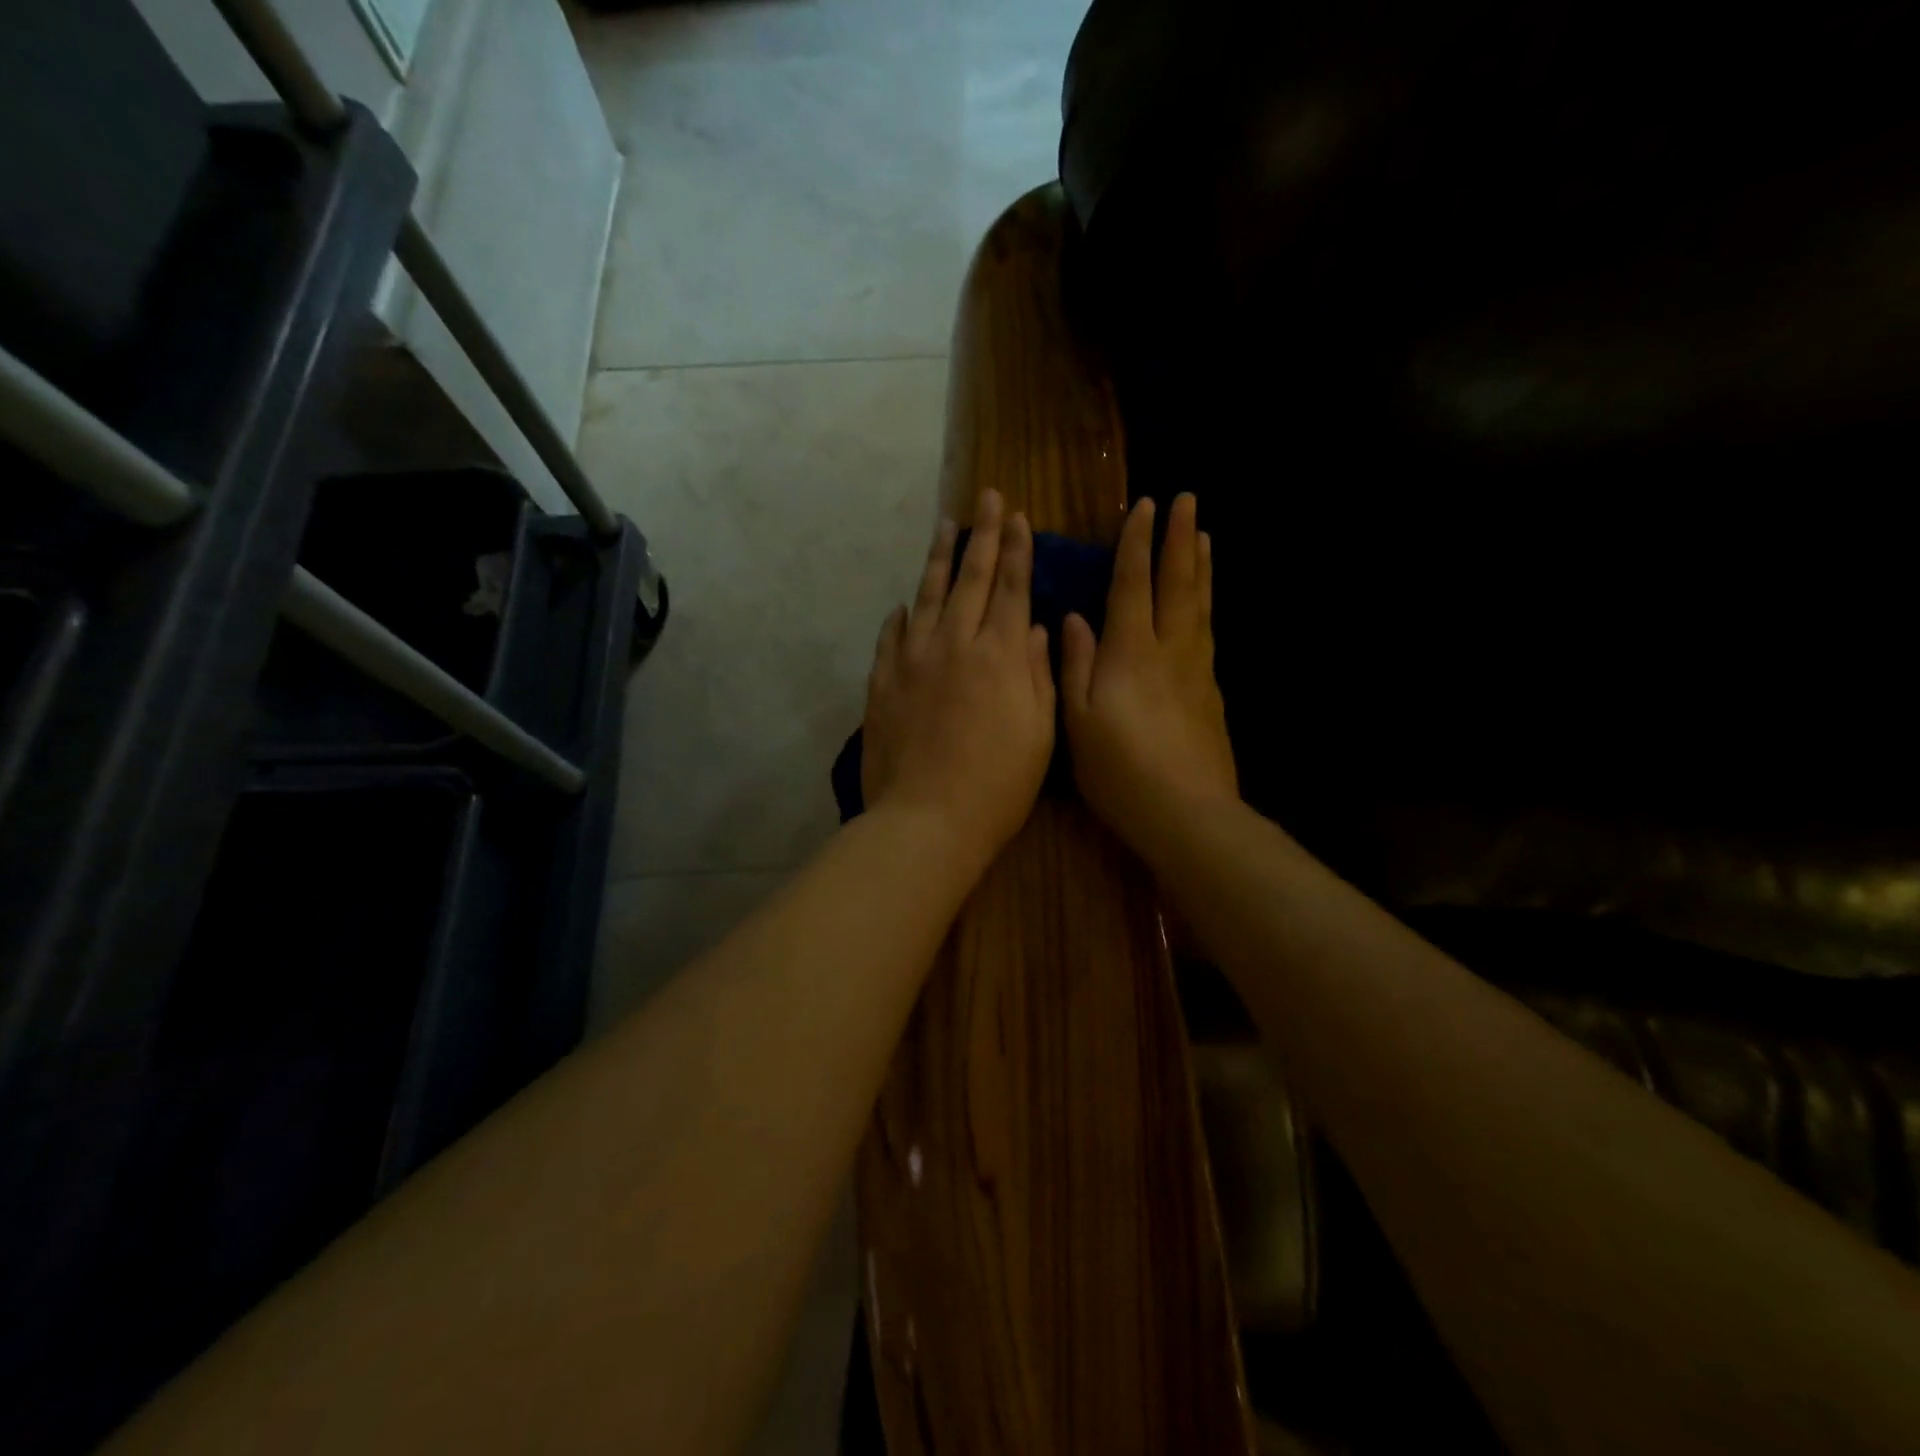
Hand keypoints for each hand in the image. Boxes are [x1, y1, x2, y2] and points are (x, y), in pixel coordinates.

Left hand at [862, 489, 1055, 875]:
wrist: (927, 819)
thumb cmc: (998, 785)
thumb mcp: (1040, 732)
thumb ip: (1039, 673)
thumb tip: (1038, 628)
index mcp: (1001, 656)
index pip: (1012, 588)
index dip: (1017, 550)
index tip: (1018, 517)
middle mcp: (955, 644)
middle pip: (971, 579)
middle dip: (983, 535)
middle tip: (986, 498)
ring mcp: (913, 660)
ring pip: (927, 596)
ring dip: (938, 558)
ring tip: (945, 527)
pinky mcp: (882, 682)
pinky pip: (891, 637)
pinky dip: (900, 615)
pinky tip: (903, 604)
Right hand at [1062, 493, 1237, 854]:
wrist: (1186, 813)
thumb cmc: (1120, 770)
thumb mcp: (1079, 720)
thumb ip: (1075, 665)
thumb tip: (1073, 619)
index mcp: (1130, 653)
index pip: (1133, 585)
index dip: (1137, 545)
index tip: (1146, 505)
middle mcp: (1169, 651)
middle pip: (1177, 584)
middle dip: (1179, 539)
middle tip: (1188, 500)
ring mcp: (1197, 671)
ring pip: (1200, 606)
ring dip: (1200, 567)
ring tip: (1204, 536)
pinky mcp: (1212, 694)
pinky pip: (1209, 634)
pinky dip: (1207, 606)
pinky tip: (1205, 605)